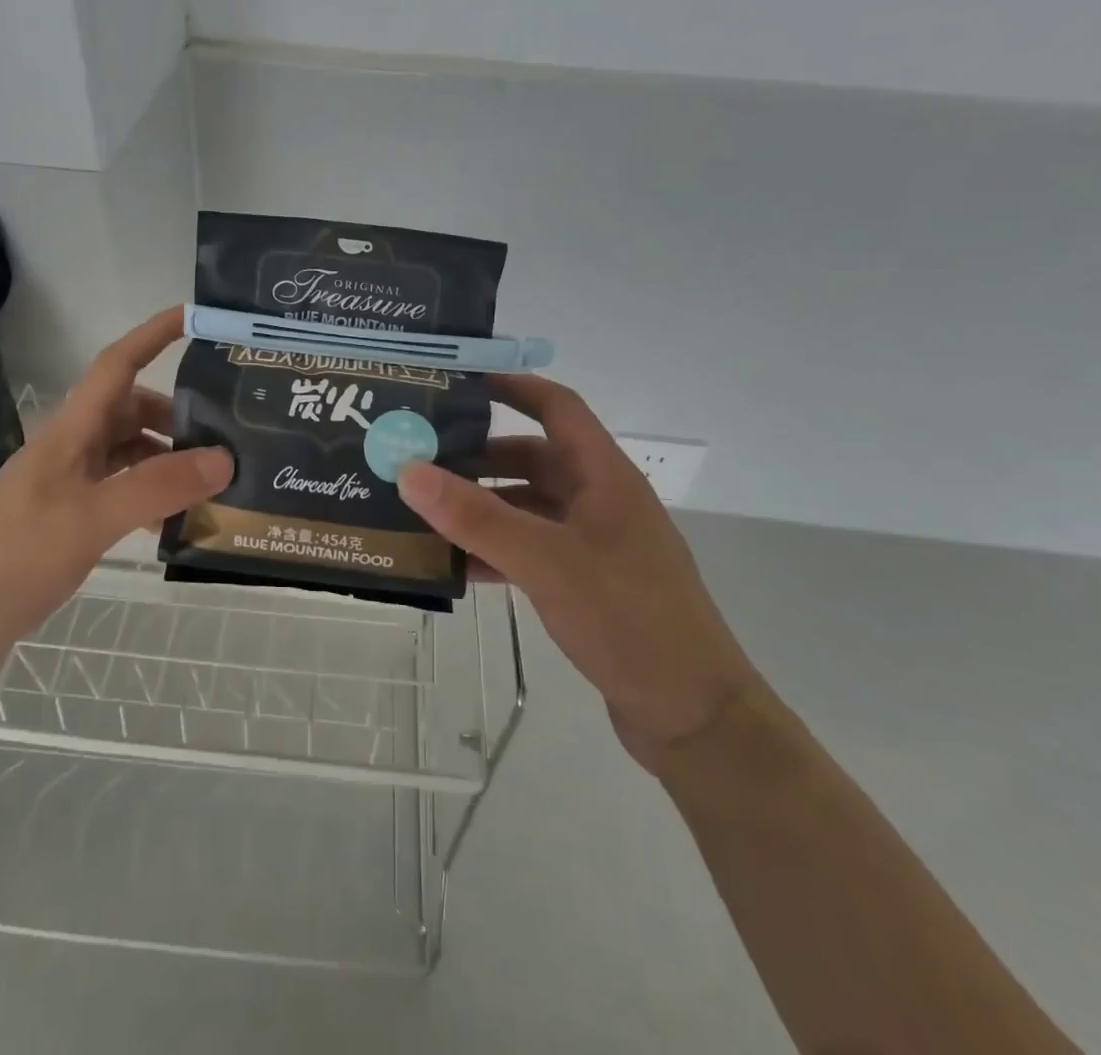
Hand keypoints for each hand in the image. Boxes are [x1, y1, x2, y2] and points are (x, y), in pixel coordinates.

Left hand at [0, 307, 231, 681]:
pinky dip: (151, 494)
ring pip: (128, 452)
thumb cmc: (13, 559)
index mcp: (70, 432)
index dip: (153, 335)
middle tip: (226, 431)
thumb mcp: (91, 519)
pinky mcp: (69, 518)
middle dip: (176, 413)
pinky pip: (121, 489)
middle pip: (130, 410)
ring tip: (212, 478)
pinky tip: (175, 518)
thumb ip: (157, 487)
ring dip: (167, 457)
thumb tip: (224, 459)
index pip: (116, 366)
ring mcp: (68, 485)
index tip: (195, 317)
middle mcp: (71, 449)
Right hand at [396, 375, 761, 772]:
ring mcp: (595, 544)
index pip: (557, 408)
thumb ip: (476, 516)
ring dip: (482, 507)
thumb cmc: (627, 618)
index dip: (513, 388)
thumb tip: (409, 469)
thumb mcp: (545, 560)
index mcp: (604, 476)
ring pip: (528, 507)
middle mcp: (600, 500)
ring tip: (425, 512)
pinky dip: (495, 550)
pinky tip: (456, 566)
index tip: (459, 384)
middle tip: (420, 459)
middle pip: (533, 458)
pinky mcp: (587, 583)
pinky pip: (531, 549)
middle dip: (479, 457)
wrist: (692, 716)